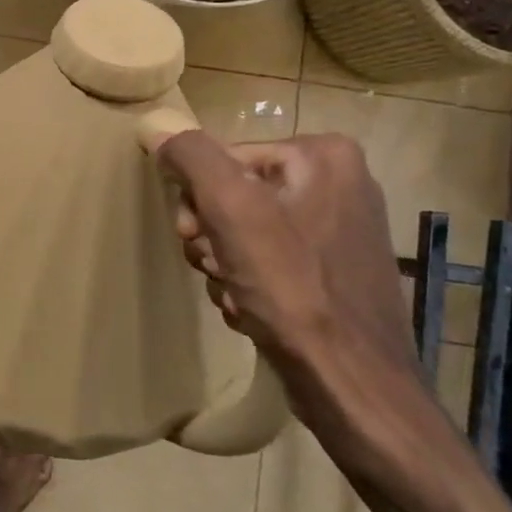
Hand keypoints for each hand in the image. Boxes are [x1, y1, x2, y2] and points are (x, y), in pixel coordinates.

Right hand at [153, 130, 511, 511]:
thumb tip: (157, 125)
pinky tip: (250, 310)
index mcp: (323, 156)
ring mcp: (340, 230)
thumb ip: (192, 158)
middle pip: (233, 196)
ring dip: (224, 265)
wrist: (354, 386)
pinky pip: (268, 262)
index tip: (197, 239)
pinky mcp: (334, 272)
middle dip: (212, 238)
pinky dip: (248, 285)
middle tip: (216, 268)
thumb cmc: (294, 290)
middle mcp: (339, 183)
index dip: (199, 201)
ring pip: (244, 232)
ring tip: (236, 296)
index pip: (223, 160)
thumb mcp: (233, 210)